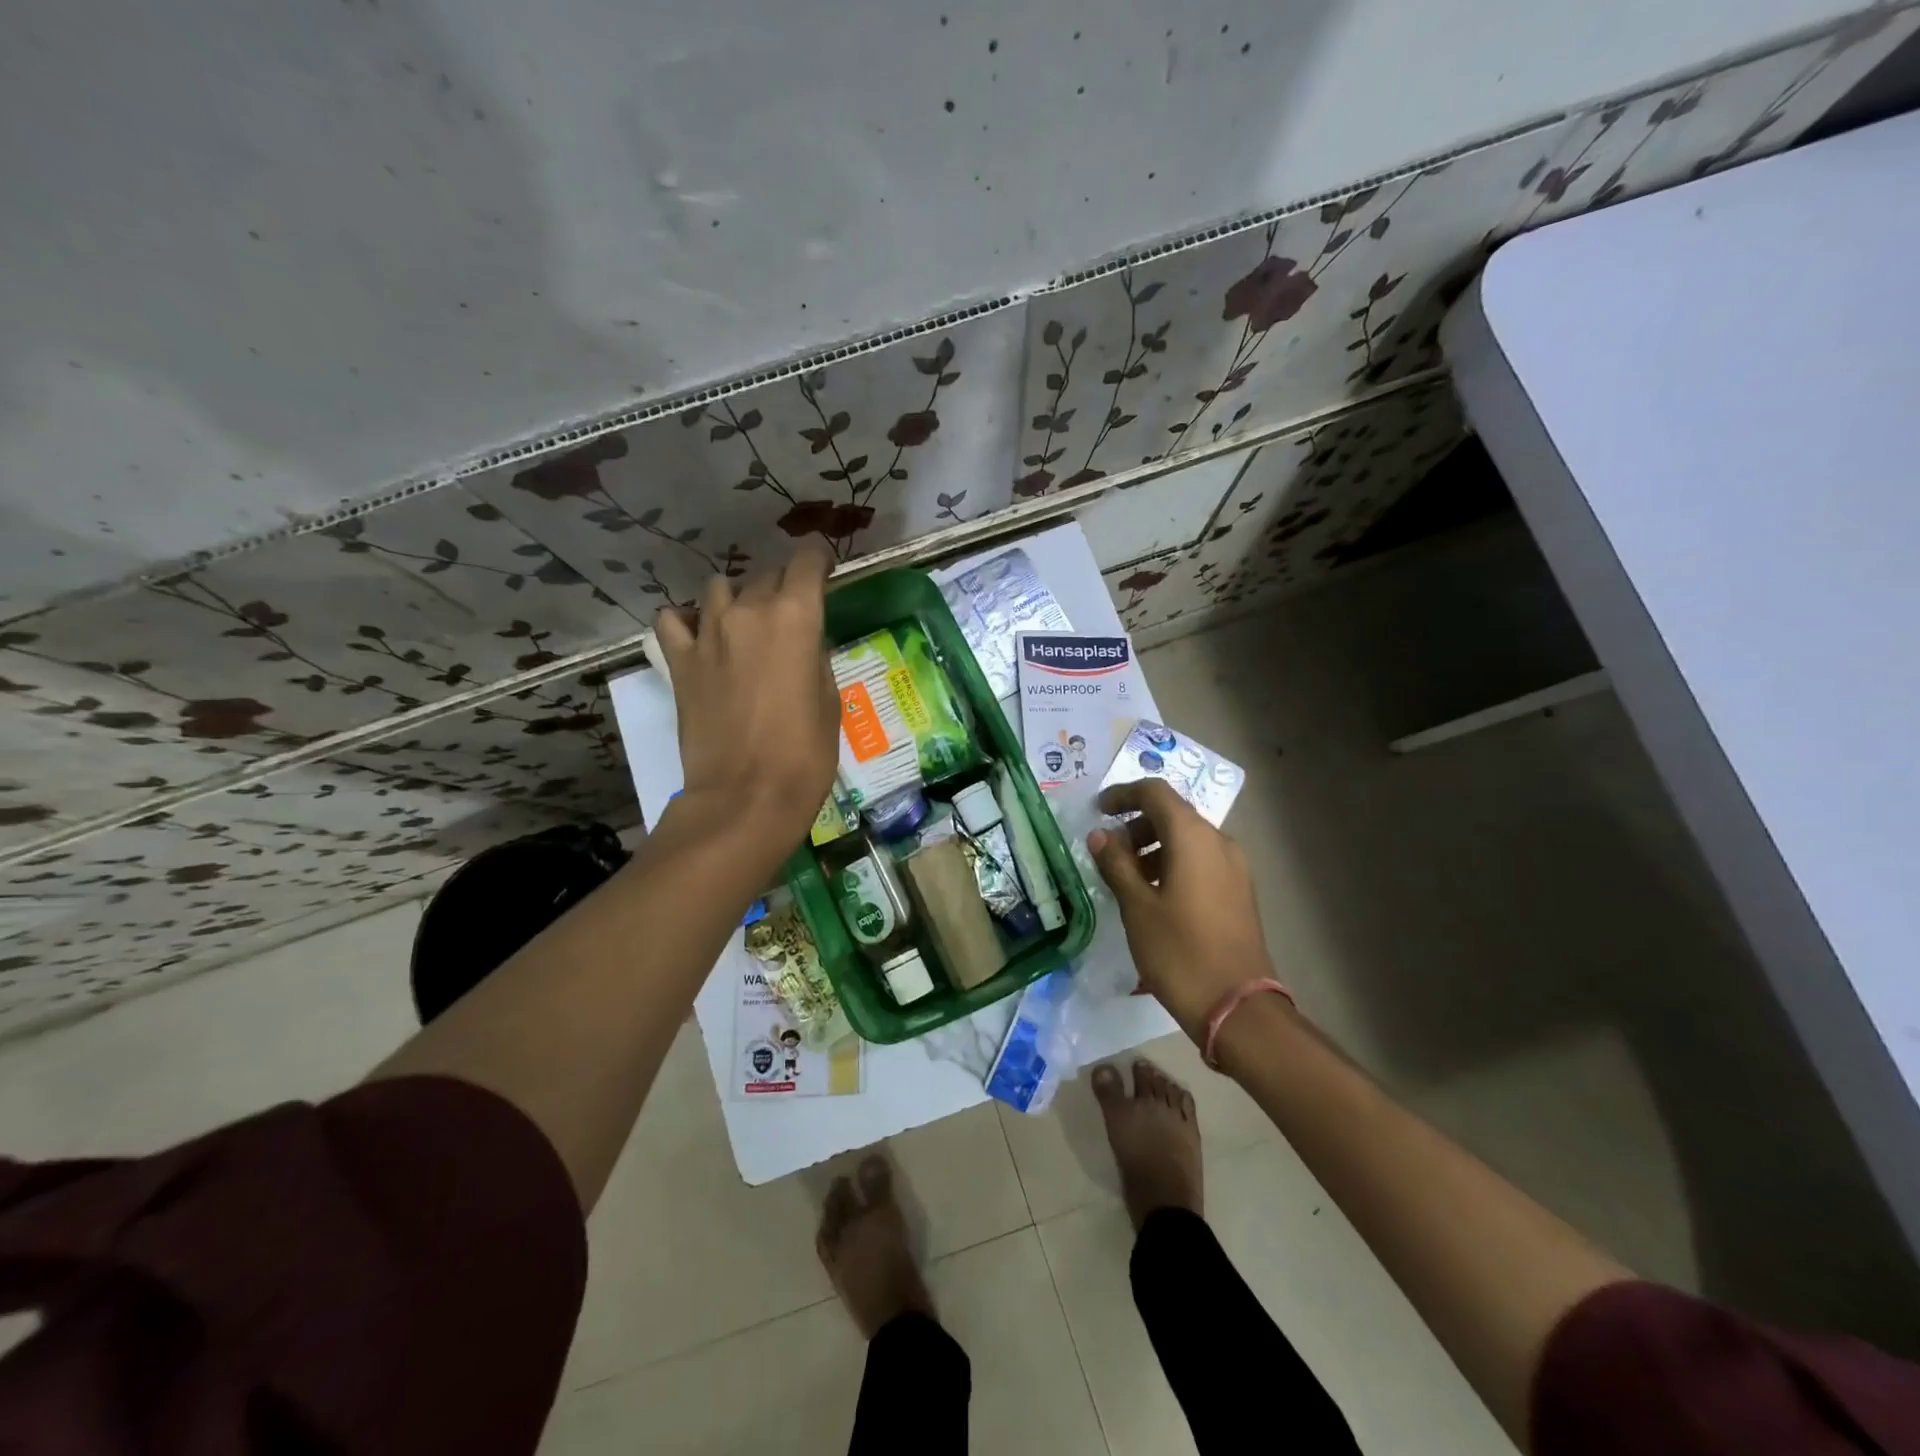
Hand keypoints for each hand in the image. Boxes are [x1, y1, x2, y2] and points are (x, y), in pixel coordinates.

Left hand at [654, 544, 839, 847]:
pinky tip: (700, 636)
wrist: (746, 797)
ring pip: (719, 589)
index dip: (819, 558)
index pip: (807, 561)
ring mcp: (707, 634)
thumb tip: (804, 644)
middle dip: (784, 586)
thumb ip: (816, 659)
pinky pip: (673, 620)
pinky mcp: (680, 662)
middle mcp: (749, 612)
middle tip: (793, 612)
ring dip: (737, 598)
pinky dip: (686, 620)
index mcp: (796, 617)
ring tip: (745, 623)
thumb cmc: (805, 755)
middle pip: (766, 575)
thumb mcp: (830, 701)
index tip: (825, 568)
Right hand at [1087, 779, 1275, 1041]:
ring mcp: (1234, 867)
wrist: (1237, 1007)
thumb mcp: (1136, 906)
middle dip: (1137, 824)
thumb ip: (1116, 864)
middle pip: (1173, 814)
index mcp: (1193, 837)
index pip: (1156, 793)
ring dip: (1154, 846)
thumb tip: (1100, 835)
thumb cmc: (1179, 952)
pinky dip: (1173, 863)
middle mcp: (1219, 842)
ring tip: (1126, 876)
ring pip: (1188, 838)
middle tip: (1108, 850)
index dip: (1123, 795)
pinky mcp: (1239, 890)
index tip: (1098, 811)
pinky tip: (1154, 894)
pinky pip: (1201, 860)